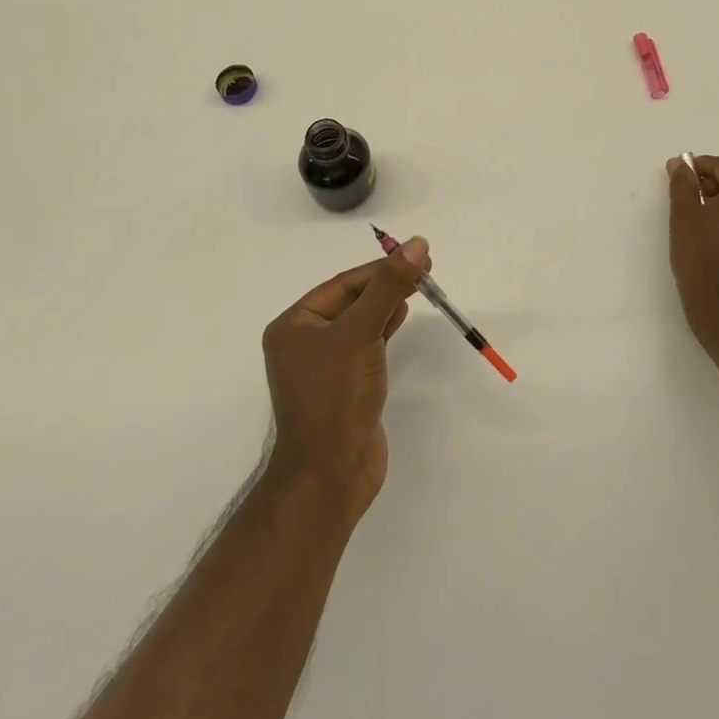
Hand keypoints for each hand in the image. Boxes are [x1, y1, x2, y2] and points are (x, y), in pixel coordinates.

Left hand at [260, 237, 426, 519]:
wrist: (330, 475)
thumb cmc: (335, 396)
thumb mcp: (361, 332)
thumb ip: (389, 286)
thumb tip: (417, 243)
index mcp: (294, 325)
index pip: (343, 284)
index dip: (380, 269)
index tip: (417, 257)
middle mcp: (304, 342)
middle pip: (352, 300)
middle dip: (386, 285)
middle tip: (425, 270)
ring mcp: (324, 366)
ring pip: (360, 322)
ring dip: (387, 304)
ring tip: (418, 289)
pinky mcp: (344, 386)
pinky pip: (365, 345)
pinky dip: (384, 329)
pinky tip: (401, 318)